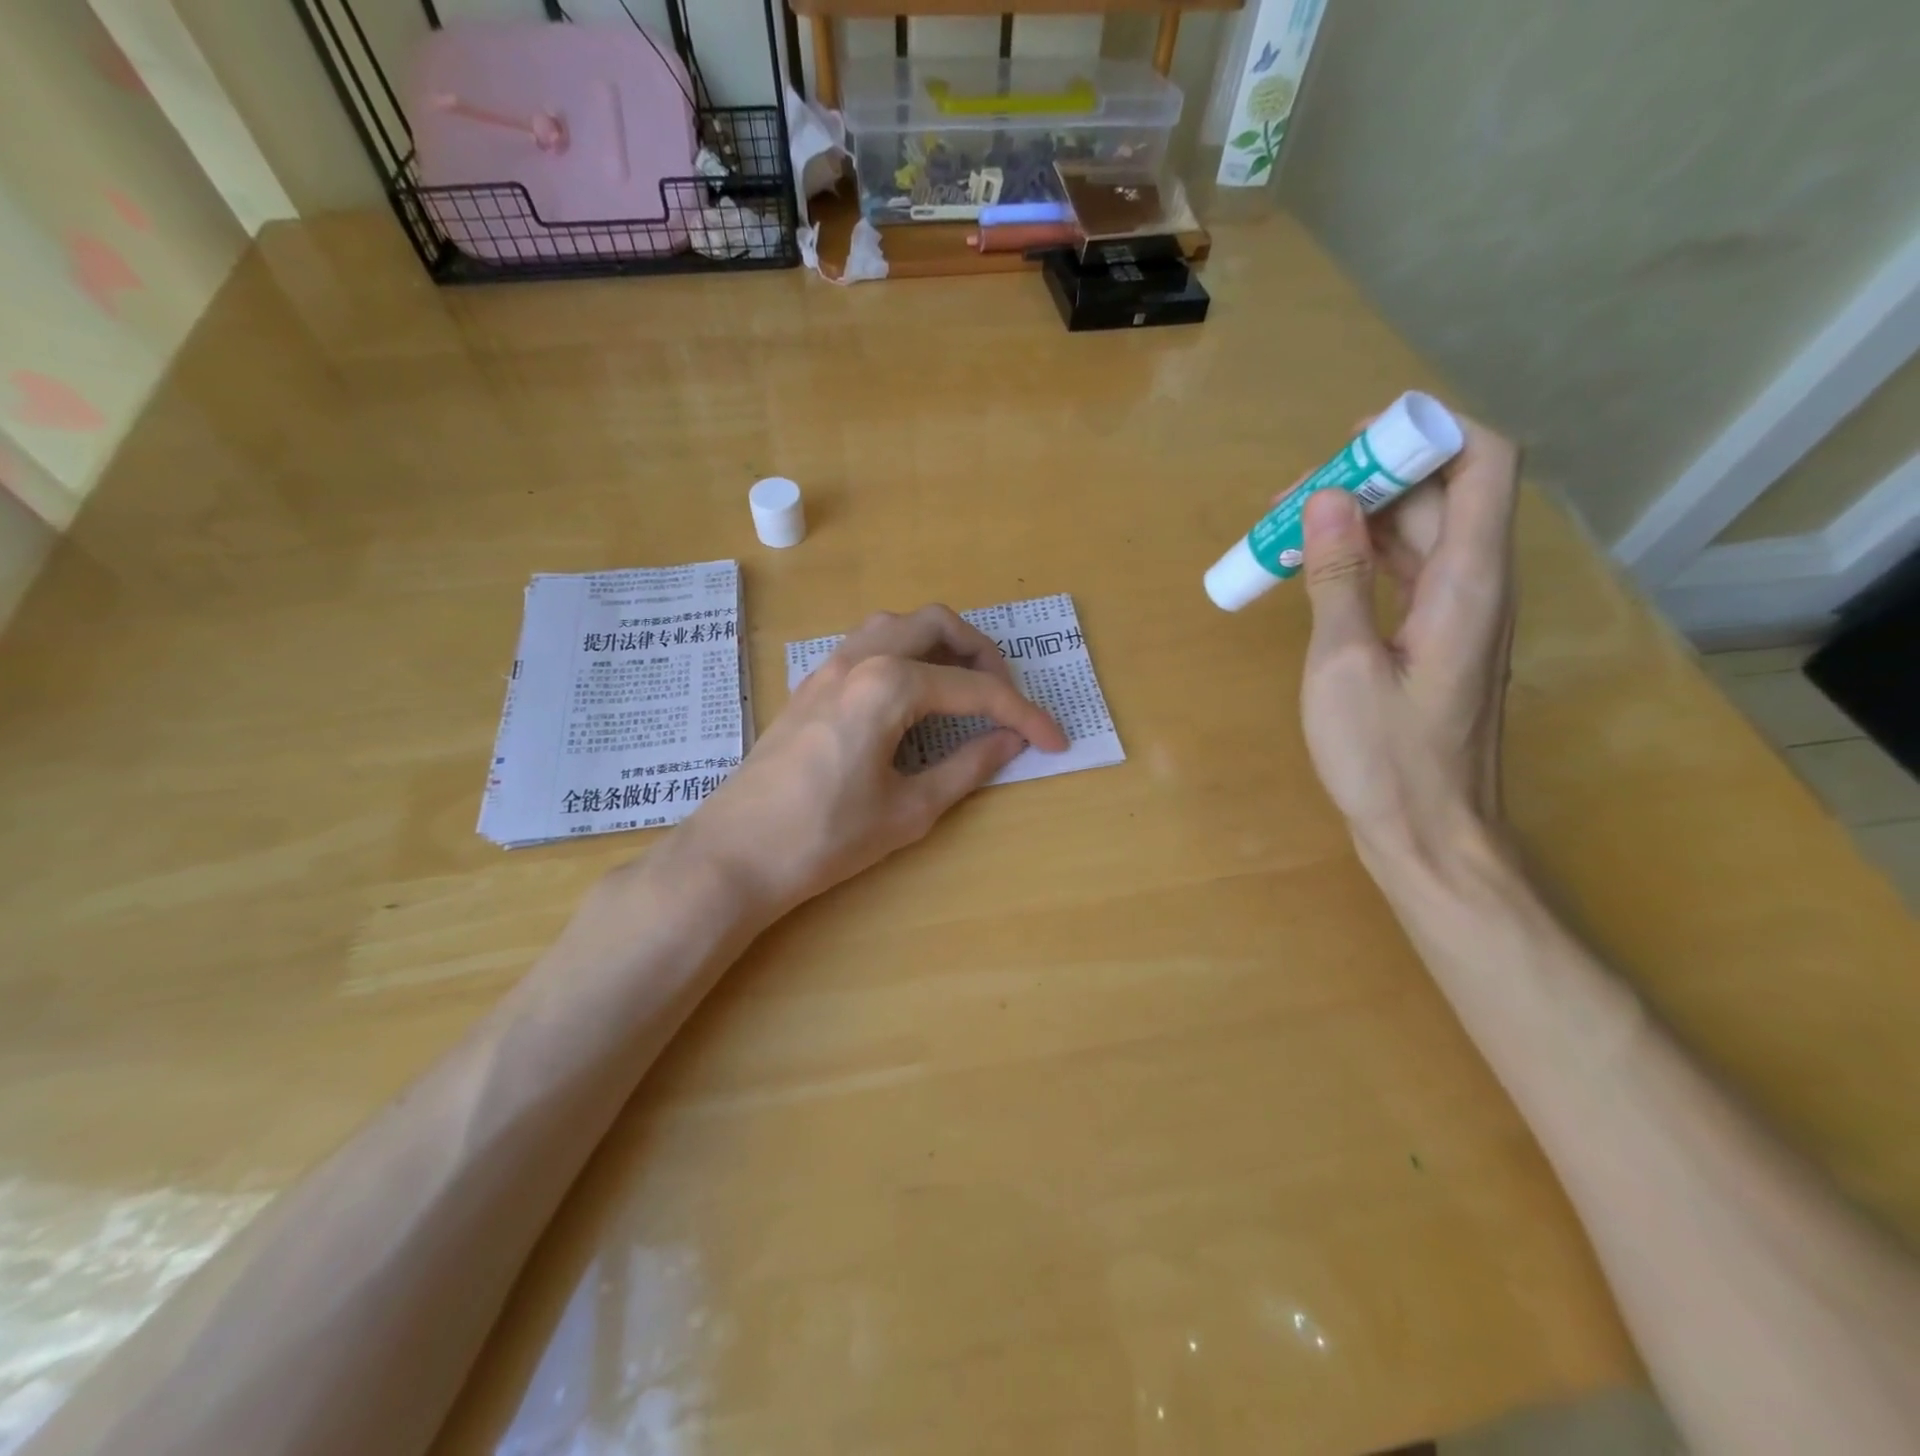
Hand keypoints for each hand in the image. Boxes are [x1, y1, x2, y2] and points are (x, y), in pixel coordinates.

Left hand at [680, 605, 1067, 918]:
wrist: (734, 855)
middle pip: (935, 624)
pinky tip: (912, 698)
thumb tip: (1010, 742)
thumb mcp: (908, 810)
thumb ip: (967, 768)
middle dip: (982, 653)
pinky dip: (904, 655)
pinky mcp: (810, 685)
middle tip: (1005, 696)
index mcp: (889, 685)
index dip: (1023, 714)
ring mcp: (827, 667)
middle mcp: (859, 658)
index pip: (975, 689)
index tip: (1054, 741)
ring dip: (939, 645)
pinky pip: (868, 645)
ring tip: (963, 688)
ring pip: (897, 625)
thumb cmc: (825, 838)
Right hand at [1295, 411, 1520, 866]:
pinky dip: (1361, 560)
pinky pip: (1405, 574)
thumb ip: (1338, 579)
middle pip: (1440, 494)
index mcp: (1468, 582)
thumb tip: (1325, 500)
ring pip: (1418, 534)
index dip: (1428, 432)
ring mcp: (1457, 614)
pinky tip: (1312, 570)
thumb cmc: (1385, 758)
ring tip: (1286, 532)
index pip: (1483, 462)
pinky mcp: (1435, 640)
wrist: (1429, 834)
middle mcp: (1476, 585)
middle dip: (1368, 480)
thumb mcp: (1344, 666)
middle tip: (1290, 501)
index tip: (1352, 443)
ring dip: (1357, 520)